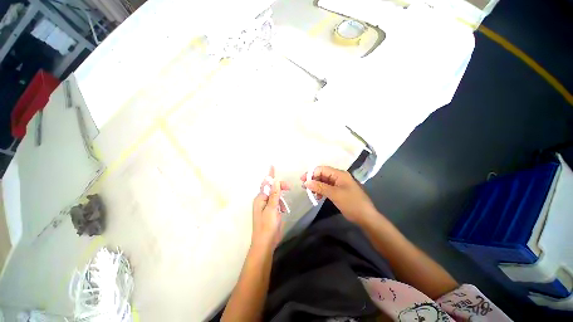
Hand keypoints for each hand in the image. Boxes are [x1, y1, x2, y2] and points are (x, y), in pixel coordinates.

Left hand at [252, 167, 289, 250]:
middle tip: (288, 187)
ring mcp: (266, 206)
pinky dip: (281, 205)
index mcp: (260, 198)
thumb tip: (276, 182)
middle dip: (280, 187)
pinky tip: (283, 211)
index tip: (272, 166)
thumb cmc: (267, 226)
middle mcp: (262, 201)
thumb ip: (274, 195)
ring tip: (283, 207)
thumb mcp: (272, 209)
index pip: (266, 183)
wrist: (265, 243)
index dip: (270, 175)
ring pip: (275, 196)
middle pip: (272, 189)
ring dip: (281, 198)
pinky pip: (277, 203)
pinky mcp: (271, 212)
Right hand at [301, 166, 376, 224]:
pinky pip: (327, 187)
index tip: (303, 180)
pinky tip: (318, 197)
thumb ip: (320, 187)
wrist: (365, 217)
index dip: (311, 173)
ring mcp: (339, 184)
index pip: (322, 169)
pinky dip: (321, 191)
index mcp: (339, 174)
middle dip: (313, 180)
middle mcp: (339, 176)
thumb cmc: (351, 203)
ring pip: (324, 181)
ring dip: (317, 186)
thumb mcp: (334, 194)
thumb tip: (306, 182)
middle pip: (322, 174)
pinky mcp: (339, 190)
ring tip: (311, 193)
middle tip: (305, 188)